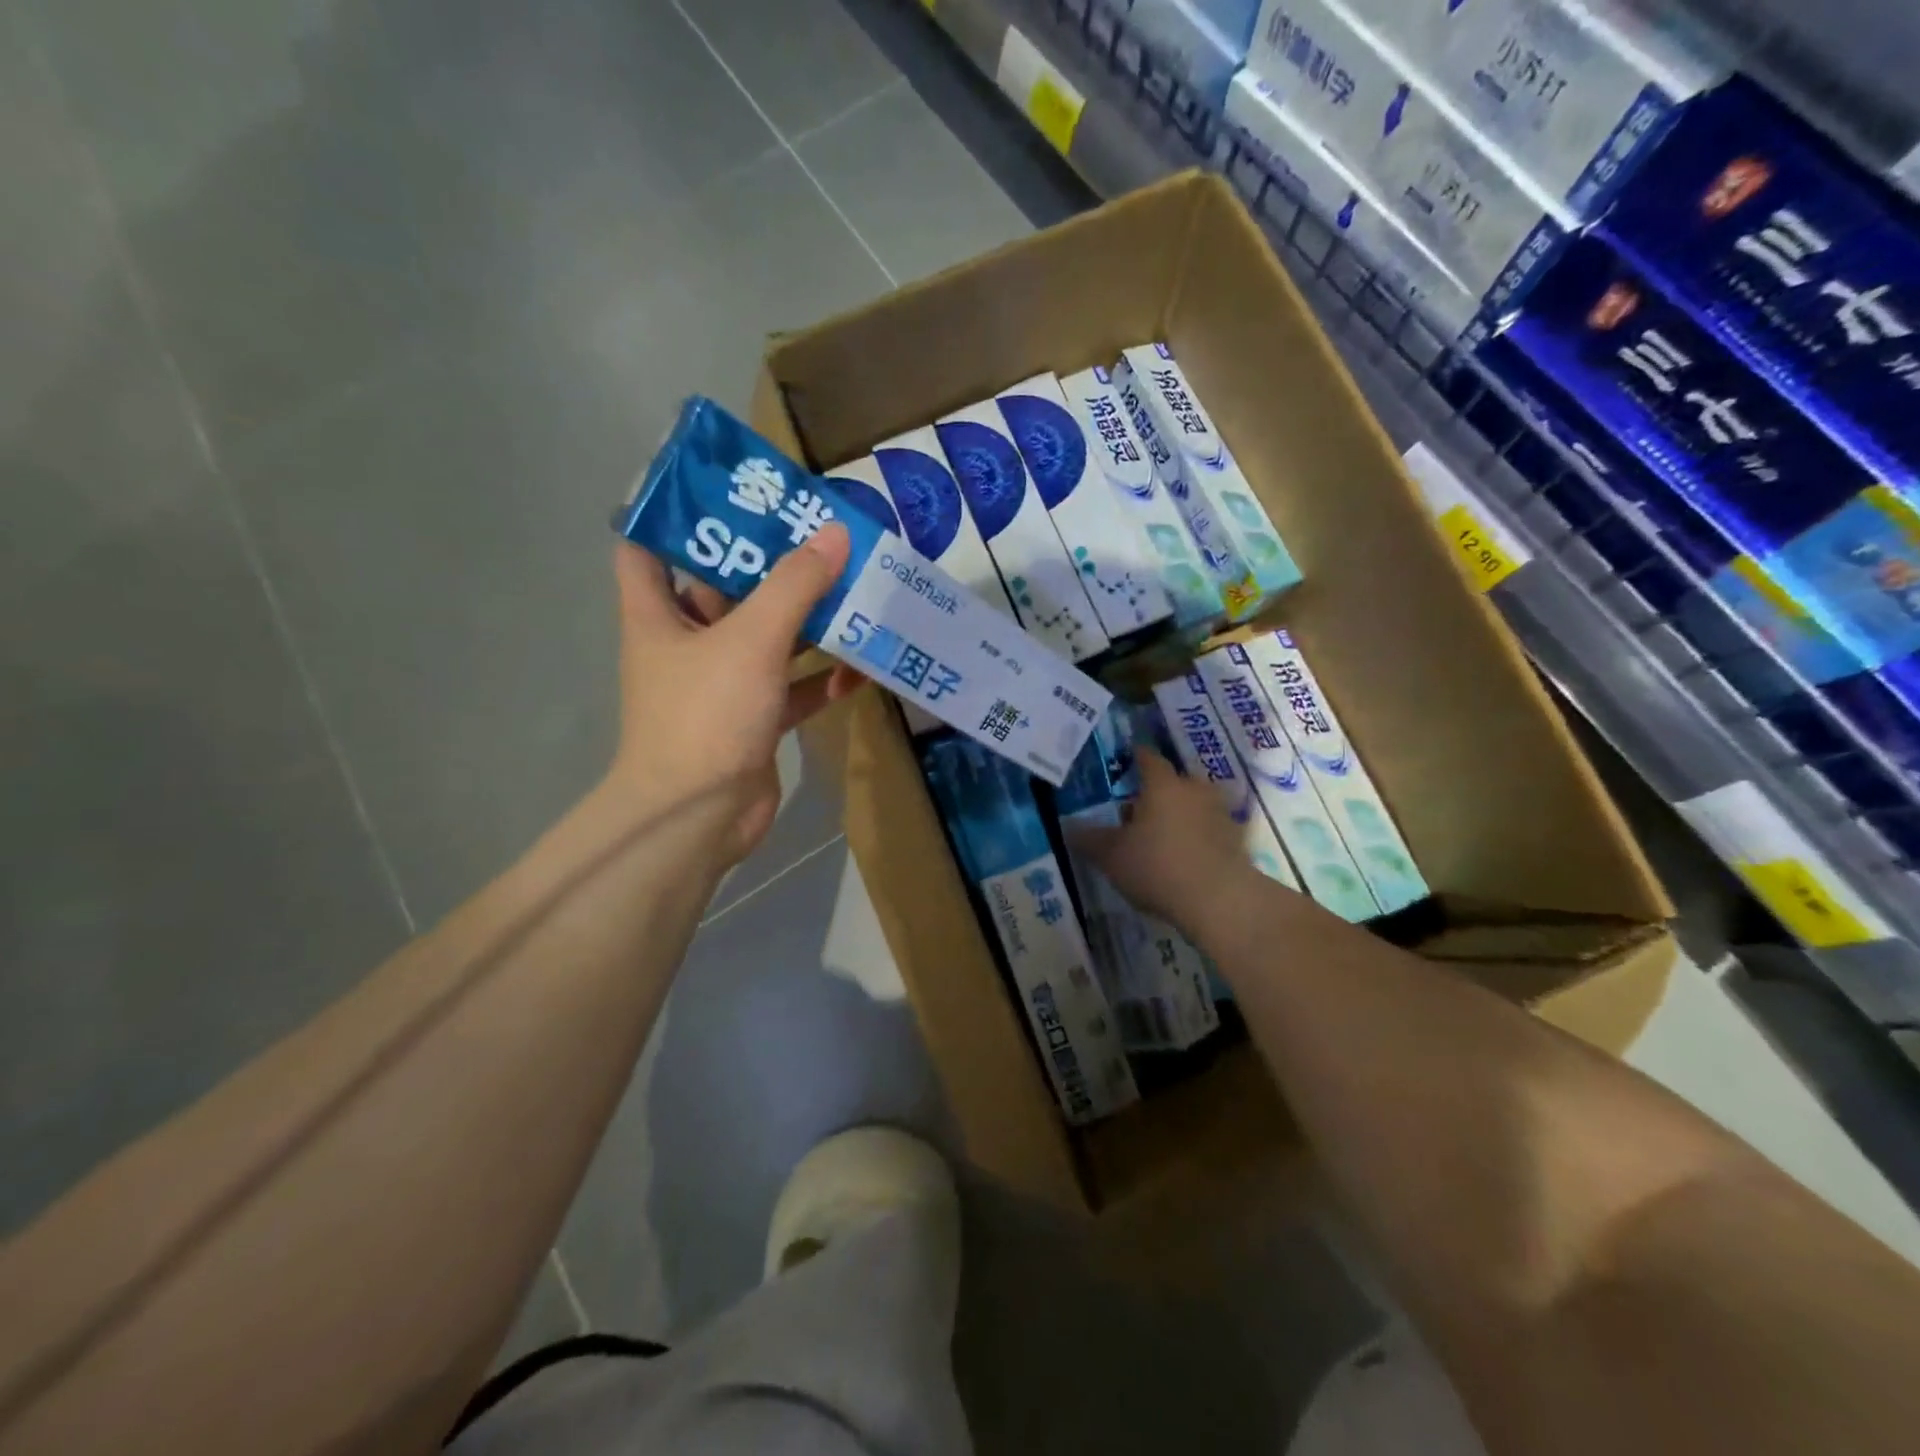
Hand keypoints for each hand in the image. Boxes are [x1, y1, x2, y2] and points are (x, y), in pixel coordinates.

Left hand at [606, 527, 860, 865]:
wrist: (699, 817)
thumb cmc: (706, 714)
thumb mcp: (751, 640)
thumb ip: (795, 586)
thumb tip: (834, 533)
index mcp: (660, 615)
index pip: (646, 548)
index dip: (675, 517)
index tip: (724, 492)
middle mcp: (688, 644)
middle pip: (725, 589)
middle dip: (768, 564)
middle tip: (818, 531)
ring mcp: (724, 684)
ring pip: (768, 639)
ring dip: (806, 621)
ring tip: (853, 586)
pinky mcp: (756, 720)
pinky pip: (793, 688)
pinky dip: (822, 678)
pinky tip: (861, 666)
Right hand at [1069, 748, 1259, 938]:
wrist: (1220, 900)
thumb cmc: (1158, 867)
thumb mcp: (1112, 856)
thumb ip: (1090, 840)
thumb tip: (1068, 828)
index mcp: (1162, 785)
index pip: (1148, 758)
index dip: (1136, 756)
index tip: (1127, 757)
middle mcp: (1194, 790)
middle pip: (1173, 781)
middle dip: (1156, 791)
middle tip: (1136, 808)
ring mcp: (1220, 813)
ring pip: (1193, 804)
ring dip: (1178, 813)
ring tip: (1160, 835)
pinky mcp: (1236, 839)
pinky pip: (1209, 829)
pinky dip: (1197, 835)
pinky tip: (1184, 856)